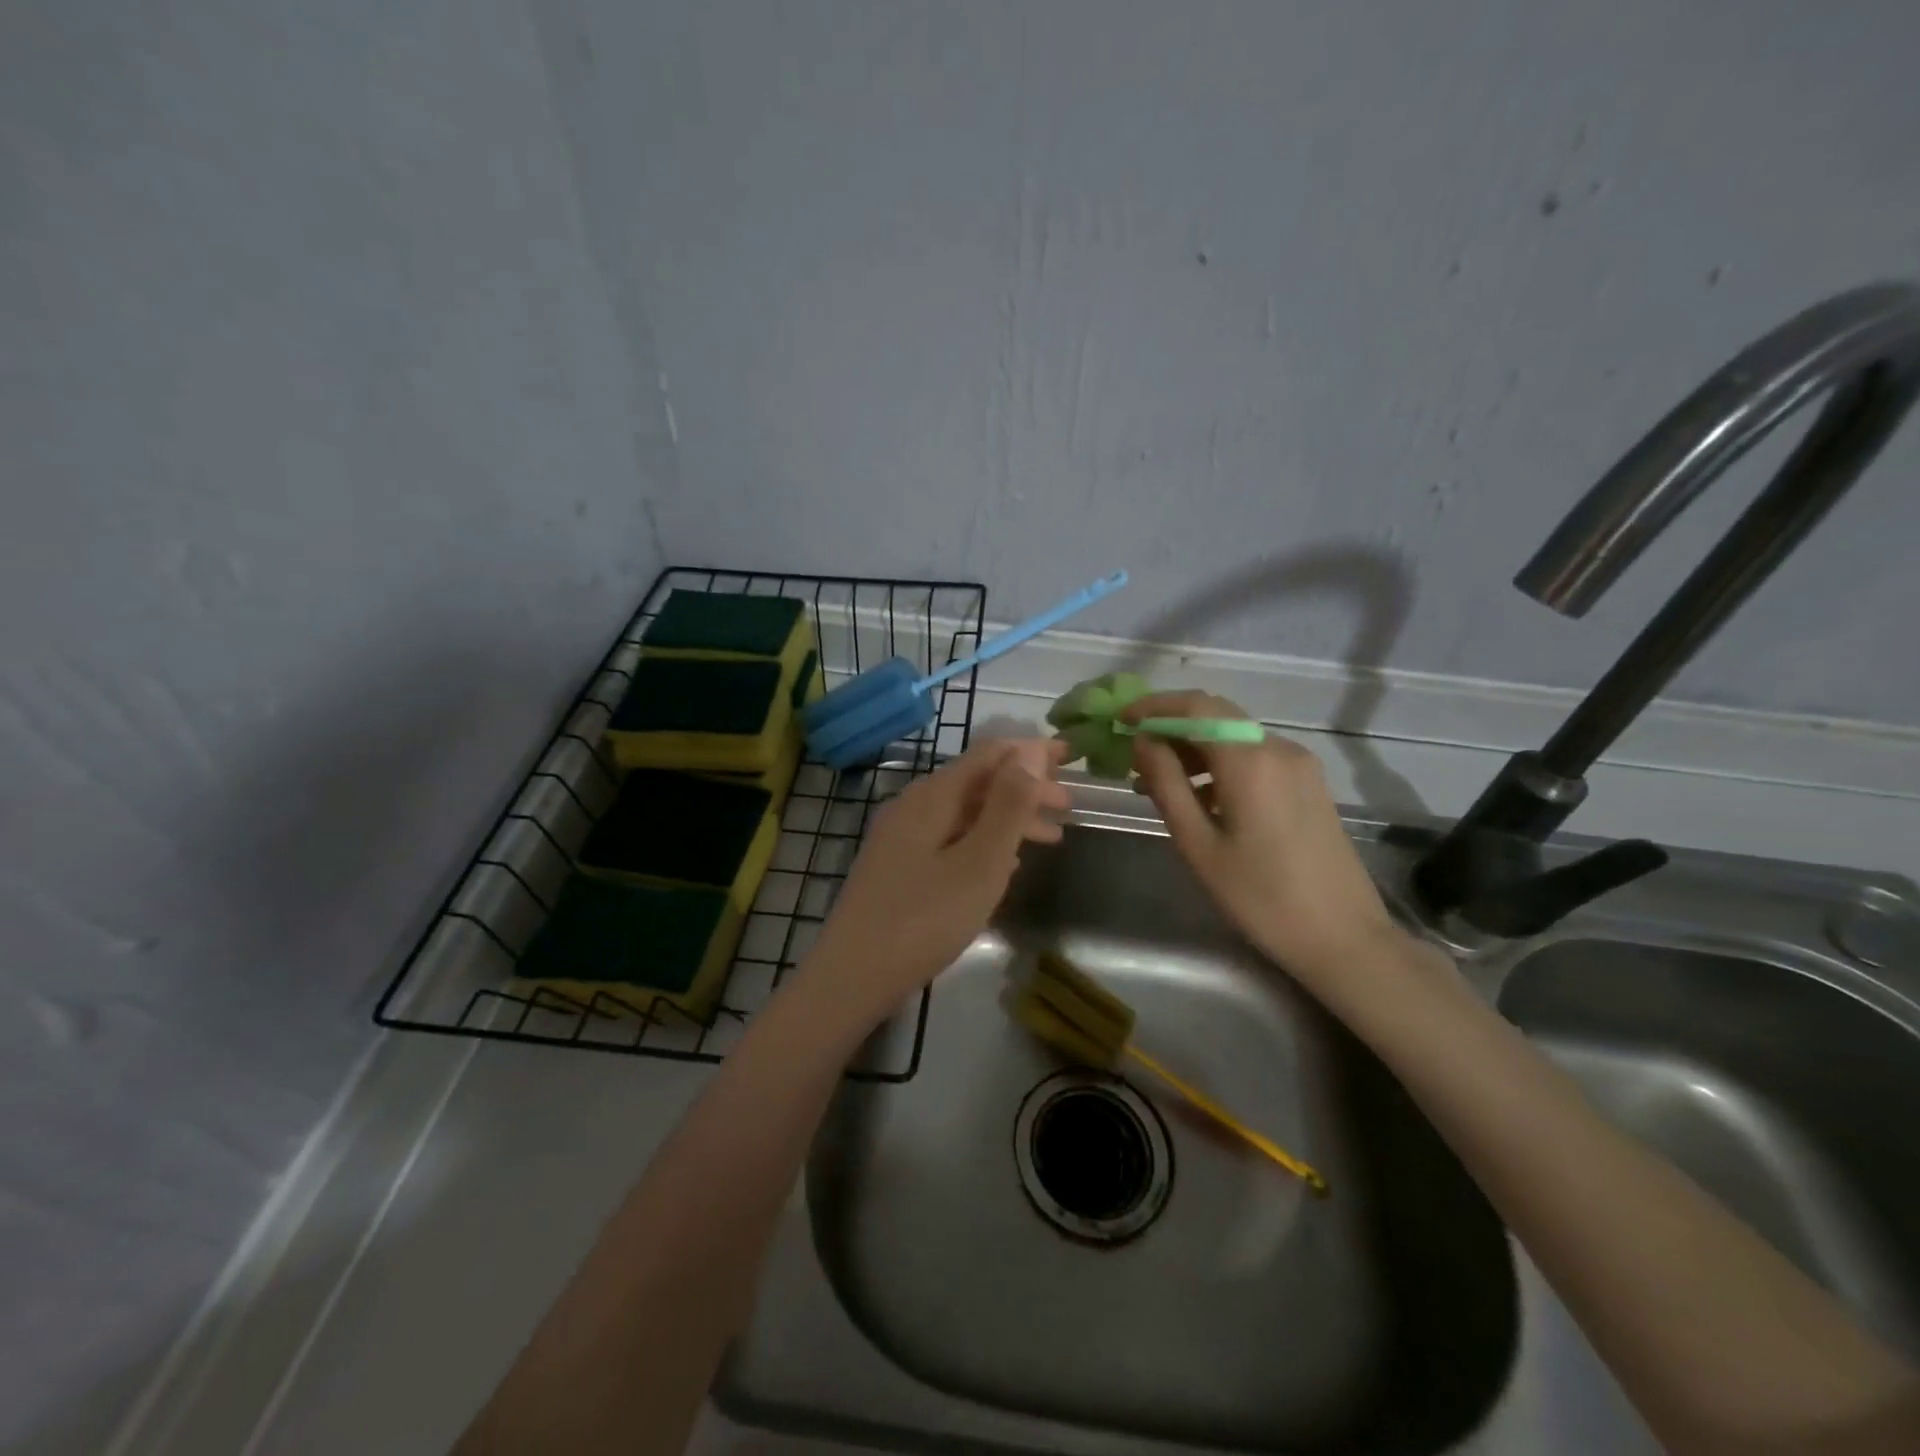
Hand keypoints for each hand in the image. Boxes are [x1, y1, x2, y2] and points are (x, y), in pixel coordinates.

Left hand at [798, 738, 1069, 1030]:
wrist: (851, 976)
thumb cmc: (924, 919)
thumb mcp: (979, 862)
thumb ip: (1007, 806)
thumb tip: (1029, 752)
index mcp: (933, 796)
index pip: (989, 753)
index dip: (1031, 750)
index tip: (1070, 755)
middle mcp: (914, 805)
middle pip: (978, 781)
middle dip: (1025, 787)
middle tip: (1069, 805)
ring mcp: (902, 837)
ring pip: (966, 813)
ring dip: (1009, 818)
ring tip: (1050, 837)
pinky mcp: (899, 866)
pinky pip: (951, 838)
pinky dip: (986, 841)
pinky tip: (1006, 865)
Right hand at [1125, 692, 1400, 987]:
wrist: (1343, 938)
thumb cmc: (1260, 896)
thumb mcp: (1199, 844)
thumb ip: (1166, 784)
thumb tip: (1143, 741)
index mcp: (1250, 760)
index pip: (1195, 707)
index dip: (1153, 706)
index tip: (1121, 720)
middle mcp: (1277, 748)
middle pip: (1216, 715)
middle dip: (1171, 724)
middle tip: (1134, 751)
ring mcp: (1298, 764)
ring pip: (1234, 736)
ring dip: (1194, 747)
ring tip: (1156, 781)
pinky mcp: (1308, 783)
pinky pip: (1254, 757)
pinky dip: (1219, 764)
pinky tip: (1199, 796)